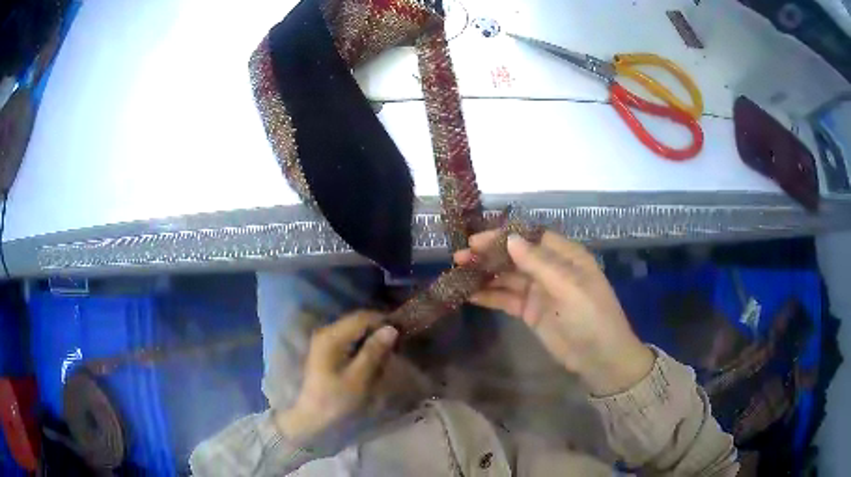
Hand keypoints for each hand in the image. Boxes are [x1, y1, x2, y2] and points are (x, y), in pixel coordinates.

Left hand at [275, 311, 397, 440]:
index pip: (362, 317)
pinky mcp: (326, 350)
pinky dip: (363, 345)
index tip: (403, 333)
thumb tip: (391, 329)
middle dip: (378, 329)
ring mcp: (324, 341)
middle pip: (357, 321)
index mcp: (331, 336)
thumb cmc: (335, 400)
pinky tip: (373, 357)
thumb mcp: (358, 378)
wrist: (311, 417)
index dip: (384, 321)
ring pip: (354, 330)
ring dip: (372, 337)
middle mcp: (326, 332)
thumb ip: (374, 351)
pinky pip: (349, 339)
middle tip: (398, 344)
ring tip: (389, 351)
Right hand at [455, 231, 653, 395]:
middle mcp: (550, 269)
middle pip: (515, 256)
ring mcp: (539, 291)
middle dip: (489, 254)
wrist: (599, 358)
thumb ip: (539, 263)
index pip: (531, 237)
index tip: (477, 238)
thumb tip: (511, 238)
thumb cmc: (591, 317)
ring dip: (484, 274)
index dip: (504, 235)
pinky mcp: (529, 311)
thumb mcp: (569, 287)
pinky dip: (488, 295)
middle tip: (460, 255)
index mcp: (566, 256)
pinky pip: (506, 299)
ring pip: (507, 277)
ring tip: (457, 271)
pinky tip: (468, 294)